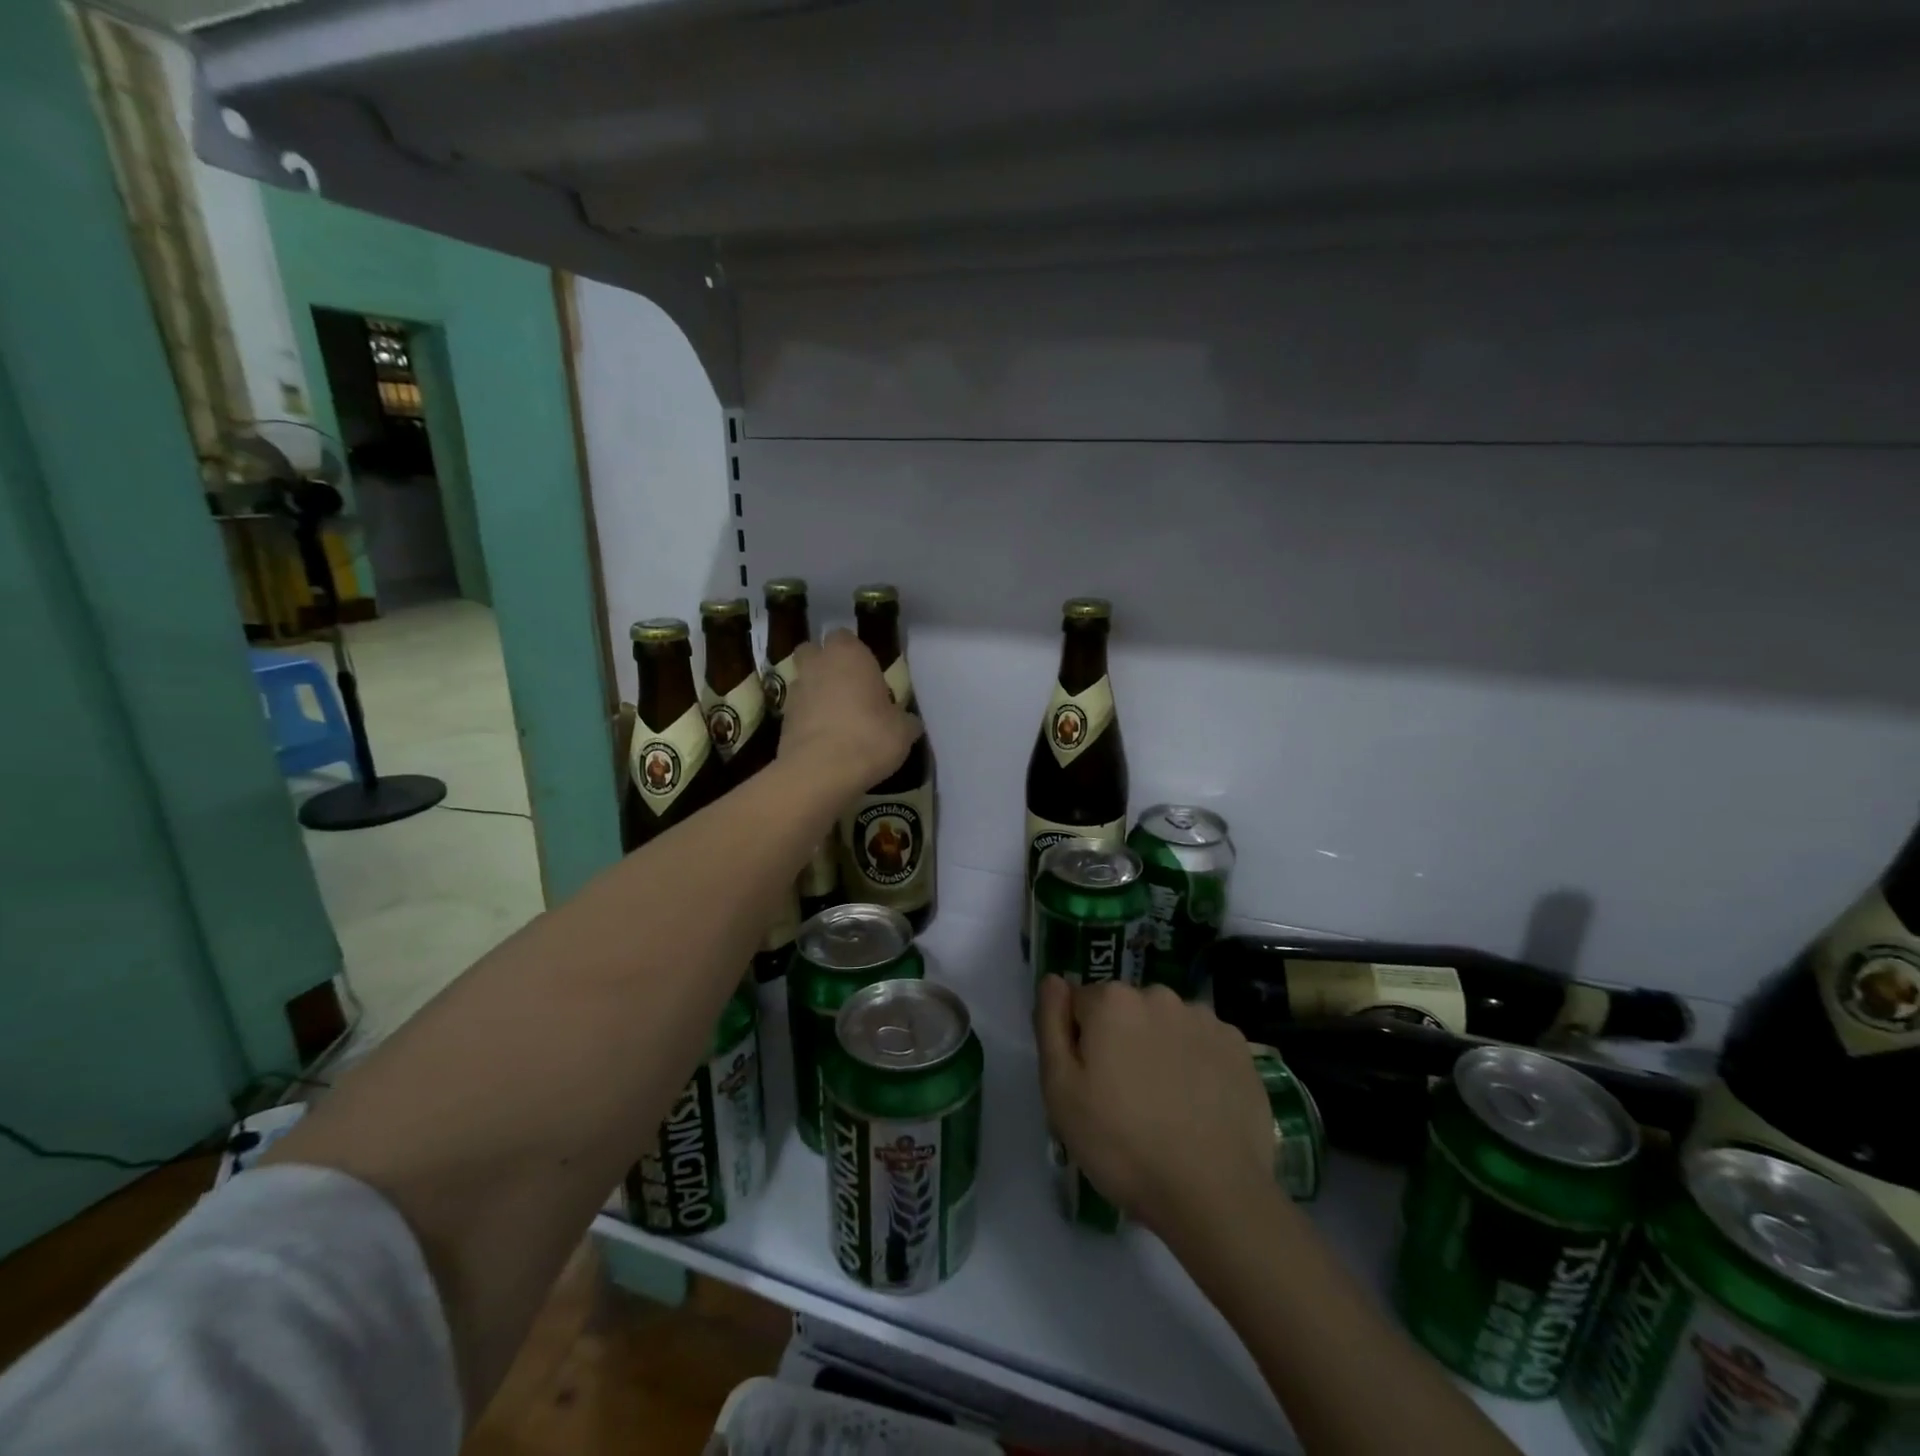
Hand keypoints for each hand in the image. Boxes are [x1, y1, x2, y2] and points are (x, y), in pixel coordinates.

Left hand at [777, 629, 921, 796]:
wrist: (821, 771)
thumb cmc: (870, 737)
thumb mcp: (903, 731)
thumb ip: (904, 720)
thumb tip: (908, 722)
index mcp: (849, 655)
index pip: (845, 637)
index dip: (855, 654)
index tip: (868, 674)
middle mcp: (817, 664)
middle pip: (813, 651)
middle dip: (825, 664)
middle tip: (846, 688)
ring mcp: (795, 691)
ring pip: (803, 680)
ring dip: (815, 692)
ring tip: (835, 717)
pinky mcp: (782, 719)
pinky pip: (797, 710)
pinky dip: (807, 718)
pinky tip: (823, 738)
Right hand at [1036, 976, 1275, 1240]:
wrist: (1213, 1194)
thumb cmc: (1122, 1143)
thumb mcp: (1060, 1090)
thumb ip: (1050, 1023)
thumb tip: (1054, 981)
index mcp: (1112, 1000)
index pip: (1080, 1004)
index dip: (1079, 1043)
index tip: (1089, 1084)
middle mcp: (1159, 995)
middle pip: (1124, 1010)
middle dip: (1119, 1041)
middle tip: (1123, 1099)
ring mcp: (1204, 1019)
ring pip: (1165, 1025)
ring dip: (1159, 1049)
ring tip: (1164, 1106)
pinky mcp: (1239, 1047)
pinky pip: (1202, 1044)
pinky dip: (1195, 1063)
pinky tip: (1197, 1105)